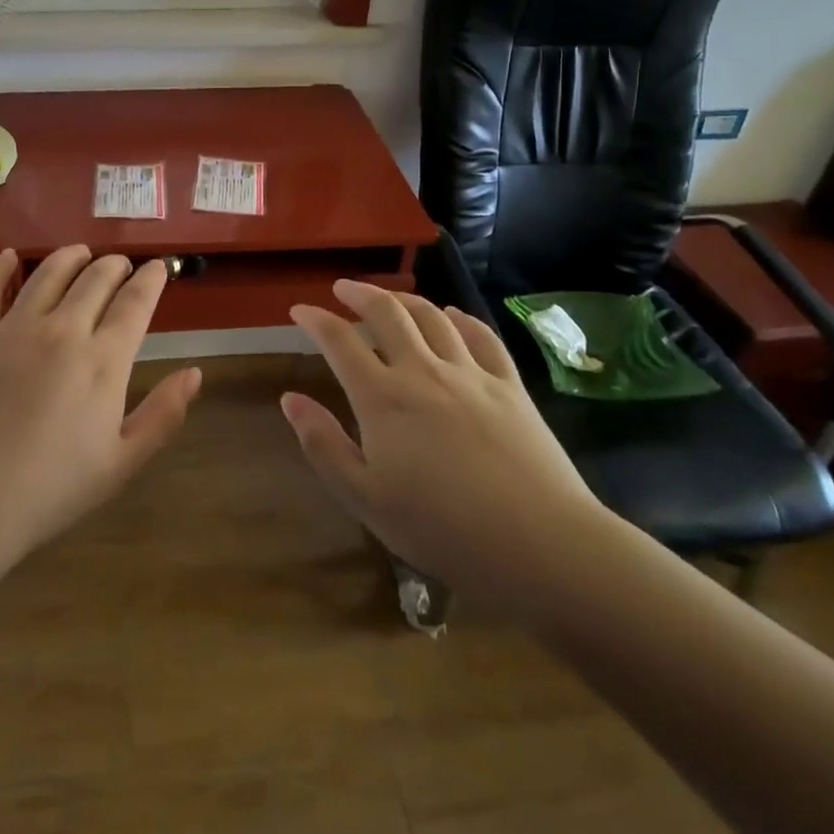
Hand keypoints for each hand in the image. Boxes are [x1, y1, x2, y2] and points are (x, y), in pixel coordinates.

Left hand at [0, 246, 200, 582]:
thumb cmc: (47, 492)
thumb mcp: (121, 465)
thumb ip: (163, 416)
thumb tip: (195, 373)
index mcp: (103, 361)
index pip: (135, 303)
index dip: (150, 279)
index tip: (157, 267)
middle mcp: (62, 329)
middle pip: (95, 279)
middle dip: (114, 265)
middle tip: (120, 264)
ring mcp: (13, 327)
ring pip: (49, 272)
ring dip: (70, 256)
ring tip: (80, 252)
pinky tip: (8, 257)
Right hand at [284, 281, 610, 617]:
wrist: (542, 544)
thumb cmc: (443, 530)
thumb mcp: (366, 499)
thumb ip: (324, 445)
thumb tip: (291, 399)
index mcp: (382, 398)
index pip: (339, 341)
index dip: (315, 320)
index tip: (299, 310)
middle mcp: (422, 371)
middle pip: (387, 313)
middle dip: (359, 293)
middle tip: (343, 288)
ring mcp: (470, 373)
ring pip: (432, 316)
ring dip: (404, 299)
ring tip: (390, 298)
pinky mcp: (510, 385)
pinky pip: (481, 336)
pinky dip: (460, 319)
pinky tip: (453, 316)